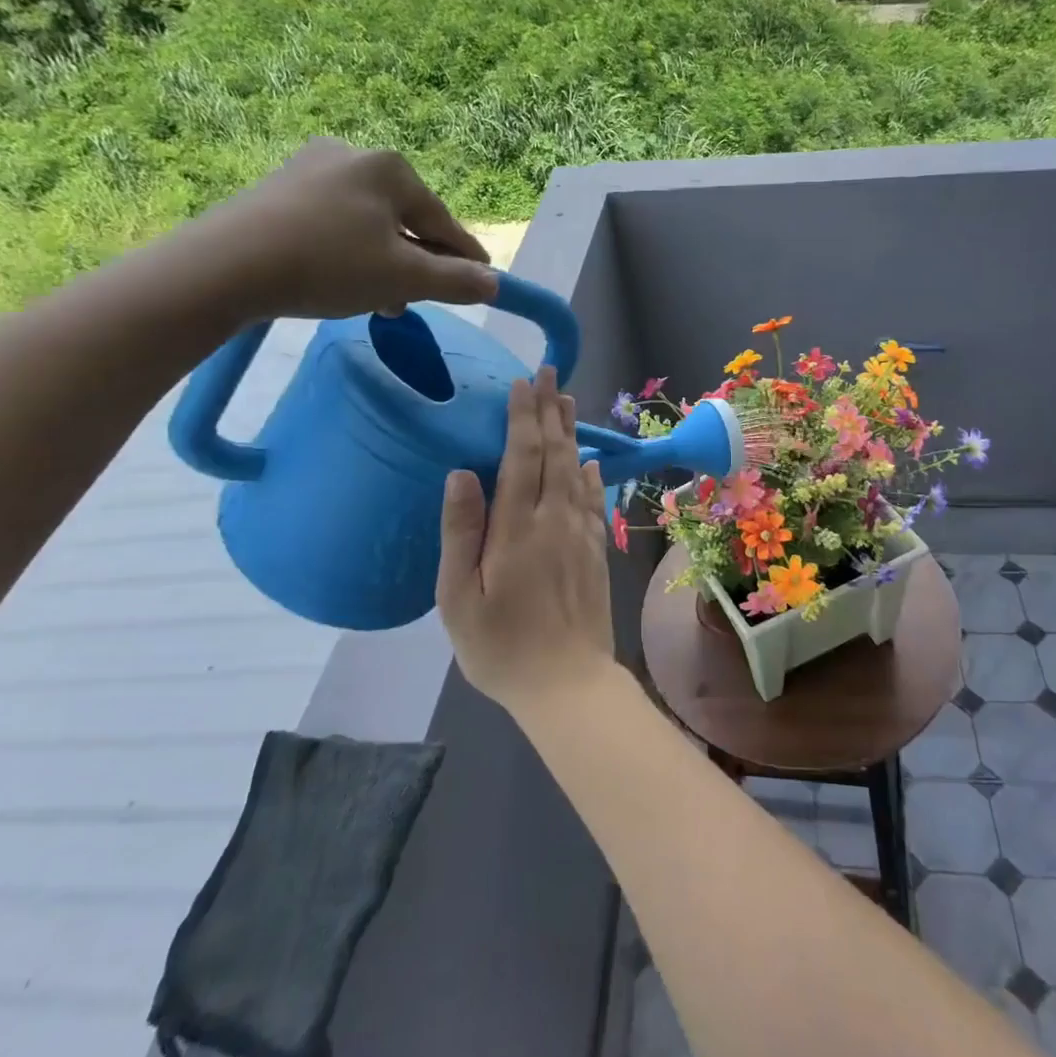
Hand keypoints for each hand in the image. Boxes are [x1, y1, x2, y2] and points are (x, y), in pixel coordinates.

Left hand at [181, 139, 497, 319]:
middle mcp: (352, 155)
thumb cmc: (329, 265)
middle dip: (416, 264)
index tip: (483, 282)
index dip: (465, 257)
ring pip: (368, 224)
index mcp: (390, 168)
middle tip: (418, 302)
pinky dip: (348, 252)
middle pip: (405, 220)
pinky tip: (341, 280)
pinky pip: (333, 222)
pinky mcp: (277, 188)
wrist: (225, 267)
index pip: (443, 221)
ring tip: (380, 301)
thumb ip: (456, 281)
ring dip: (383, 262)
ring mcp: (309, 167)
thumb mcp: (405, 279)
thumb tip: (493, 284)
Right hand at [437, 368, 615, 719]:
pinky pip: (593, 500)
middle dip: (550, 410)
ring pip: (577, 470)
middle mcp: (555, 519)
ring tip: (566, 401)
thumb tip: (462, 472)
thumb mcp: (459, 597)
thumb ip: (462, 531)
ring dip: (570, 433)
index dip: (523, 416)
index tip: (523, 383)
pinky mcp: (596, 551)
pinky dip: (591, 474)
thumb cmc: (501, 646)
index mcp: (517, 527)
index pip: (523, 456)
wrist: (568, 683)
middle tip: (548, 373)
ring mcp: (580, 534)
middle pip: (555, 453)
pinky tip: (590, 461)